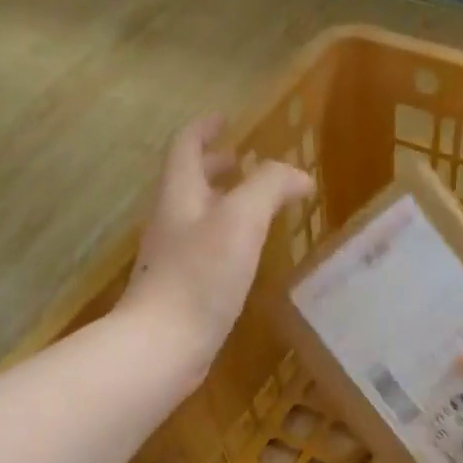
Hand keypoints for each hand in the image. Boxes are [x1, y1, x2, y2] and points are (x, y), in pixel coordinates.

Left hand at [118, 115, 314, 373]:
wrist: (164, 343)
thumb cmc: (201, 277)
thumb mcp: (241, 220)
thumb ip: (269, 187)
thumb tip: (298, 175)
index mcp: (180, 195)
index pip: (187, 146)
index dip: (206, 128)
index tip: (227, 119)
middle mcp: (171, 220)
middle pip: (190, 181)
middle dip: (216, 166)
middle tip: (245, 164)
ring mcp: (173, 257)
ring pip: (197, 216)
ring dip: (223, 203)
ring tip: (255, 208)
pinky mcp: (181, 289)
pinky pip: (204, 249)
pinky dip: (225, 238)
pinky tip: (246, 257)